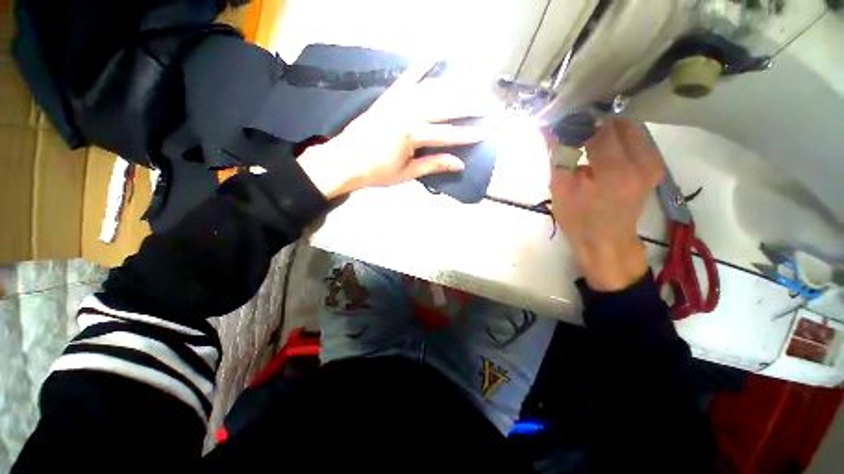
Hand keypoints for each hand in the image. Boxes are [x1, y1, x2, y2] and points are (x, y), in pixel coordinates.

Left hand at [297, 61, 491, 198]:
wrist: (345, 161)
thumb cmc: (376, 172)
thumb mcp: (407, 173)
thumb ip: (433, 164)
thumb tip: (460, 163)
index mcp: (412, 134)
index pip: (448, 134)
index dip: (469, 134)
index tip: (488, 131)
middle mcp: (407, 112)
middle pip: (445, 106)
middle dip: (470, 106)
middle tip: (490, 104)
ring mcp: (397, 101)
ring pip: (432, 90)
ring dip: (455, 87)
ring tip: (474, 87)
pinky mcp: (389, 97)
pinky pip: (407, 78)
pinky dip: (422, 66)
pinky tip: (436, 55)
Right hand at [550, 119, 663, 290]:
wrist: (606, 241)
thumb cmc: (579, 220)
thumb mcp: (560, 189)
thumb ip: (557, 154)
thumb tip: (547, 126)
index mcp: (615, 172)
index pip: (599, 128)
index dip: (578, 119)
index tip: (562, 116)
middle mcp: (642, 162)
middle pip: (618, 122)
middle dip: (593, 118)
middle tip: (572, 122)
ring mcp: (653, 162)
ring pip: (629, 126)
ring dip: (605, 124)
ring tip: (584, 130)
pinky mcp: (654, 164)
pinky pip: (635, 137)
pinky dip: (617, 133)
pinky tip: (600, 140)